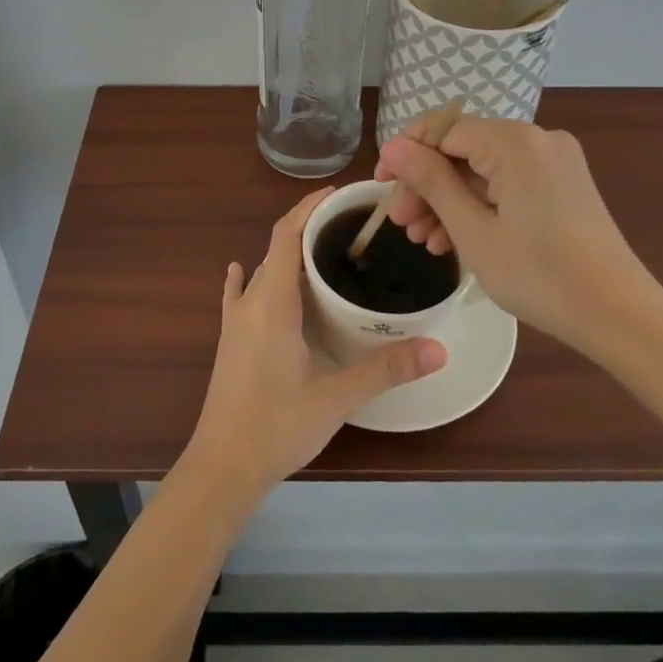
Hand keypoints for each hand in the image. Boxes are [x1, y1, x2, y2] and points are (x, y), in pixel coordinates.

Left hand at [180, 188, 446, 508]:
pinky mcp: (229, 341)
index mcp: (272, 302)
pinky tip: (244, 272)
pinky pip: (239, 296)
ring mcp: (234, 322)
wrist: (223, 466)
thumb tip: (439, 349)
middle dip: (307, 229)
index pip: (286, 235)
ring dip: (286, 254)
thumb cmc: (277, 425)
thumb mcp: (337, 396)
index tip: (338, 194)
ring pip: (261, 271)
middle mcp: (250, 302)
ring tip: (322, 250)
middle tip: (349, 226)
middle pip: (276, 248)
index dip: (308, 208)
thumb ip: (386, 370)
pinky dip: (248, 277)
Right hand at [374, 116, 662, 353]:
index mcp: (515, 142)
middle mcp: (537, 139)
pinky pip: (507, 182)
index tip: (381, 185)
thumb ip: (431, 182)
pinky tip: (454, 239)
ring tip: (423, 240)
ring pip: (483, 168)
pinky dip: (479, 204)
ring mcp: (554, 161)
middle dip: (427, 184)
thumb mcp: (473, 231)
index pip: (443, 128)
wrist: (618, 314)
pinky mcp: (562, 183)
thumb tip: (393, 147)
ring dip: (448, 199)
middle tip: (400, 223)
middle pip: (463, 149)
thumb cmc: (539, 275)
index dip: (406, 153)